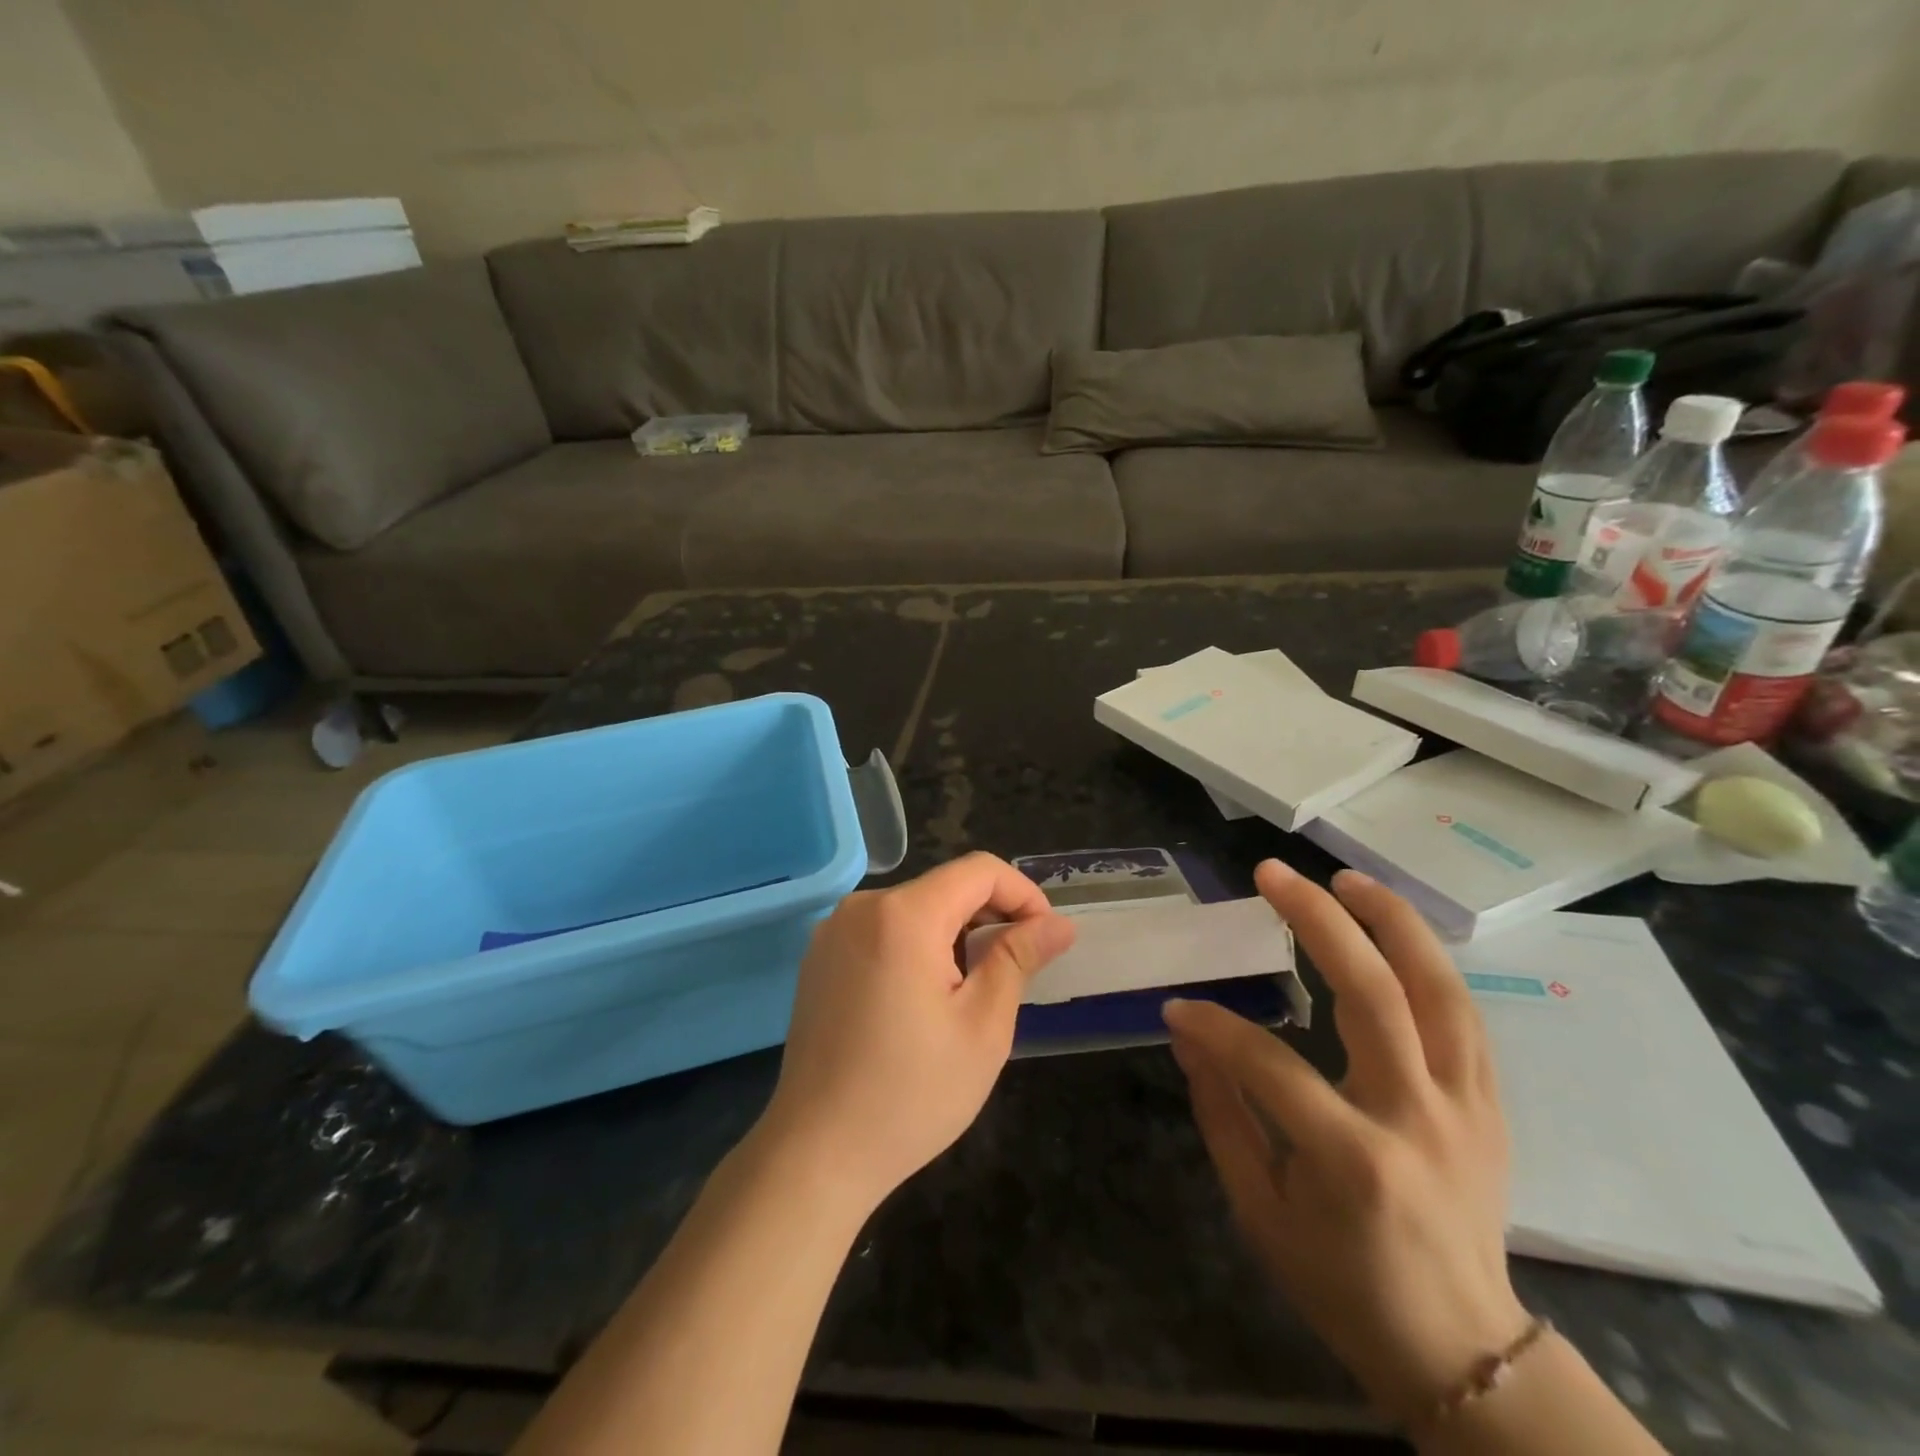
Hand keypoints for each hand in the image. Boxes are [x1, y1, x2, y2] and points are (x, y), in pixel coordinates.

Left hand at [759, 853, 1076, 1210]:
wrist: (816, 1153)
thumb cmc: (911, 1093)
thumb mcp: (983, 1026)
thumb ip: (1019, 958)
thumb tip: (1059, 924)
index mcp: (903, 915)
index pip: (979, 870)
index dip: (1023, 894)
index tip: (1045, 938)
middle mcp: (861, 907)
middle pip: (944, 887)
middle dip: (989, 918)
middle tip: (1014, 973)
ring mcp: (833, 931)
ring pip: (914, 909)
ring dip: (954, 935)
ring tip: (969, 993)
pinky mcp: (819, 958)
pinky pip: (882, 931)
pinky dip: (916, 947)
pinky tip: (922, 1001)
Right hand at [1163, 861, 1526, 1424]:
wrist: (1462, 1351)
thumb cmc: (1343, 1285)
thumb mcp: (1260, 1211)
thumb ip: (1221, 1114)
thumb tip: (1188, 1036)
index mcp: (1354, 1161)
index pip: (1271, 1065)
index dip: (1216, 1029)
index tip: (1178, 1008)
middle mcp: (1419, 1120)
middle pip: (1374, 996)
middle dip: (1318, 922)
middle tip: (1271, 874)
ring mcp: (1467, 1108)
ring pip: (1439, 990)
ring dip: (1391, 922)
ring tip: (1345, 877)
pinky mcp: (1491, 1105)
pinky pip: (1462, 1015)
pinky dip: (1426, 961)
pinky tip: (1392, 930)